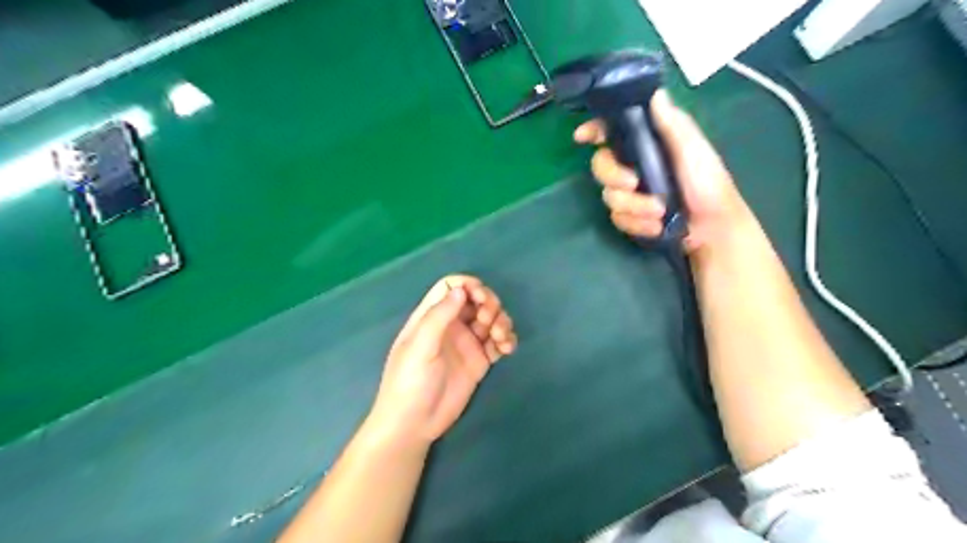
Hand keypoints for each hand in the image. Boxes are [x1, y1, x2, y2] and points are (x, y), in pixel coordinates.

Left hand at [370, 276, 516, 444]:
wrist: (414, 423)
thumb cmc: (410, 381)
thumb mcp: (420, 346)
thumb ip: (439, 316)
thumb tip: (461, 290)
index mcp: (431, 316)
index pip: (450, 287)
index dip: (468, 285)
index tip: (480, 297)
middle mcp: (451, 325)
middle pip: (475, 299)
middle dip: (488, 303)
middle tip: (488, 319)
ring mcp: (466, 343)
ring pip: (490, 319)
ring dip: (501, 321)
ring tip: (500, 337)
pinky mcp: (479, 361)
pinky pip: (498, 342)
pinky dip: (507, 339)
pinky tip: (507, 348)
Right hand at [573, 89, 746, 253]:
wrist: (713, 228)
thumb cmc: (708, 184)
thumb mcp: (693, 150)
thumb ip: (673, 125)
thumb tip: (655, 94)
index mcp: (647, 144)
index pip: (613, 131)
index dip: (594, 130)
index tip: (582, 136)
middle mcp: (633, 166)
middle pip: (600, 165)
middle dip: (613, 176)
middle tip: (633, 184)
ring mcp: (630, 193)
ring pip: (609, 196)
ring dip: (634, 206)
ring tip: (659, 212)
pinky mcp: (630, 217)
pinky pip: (618, 219)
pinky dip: (637, 223)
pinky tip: (655, 226)